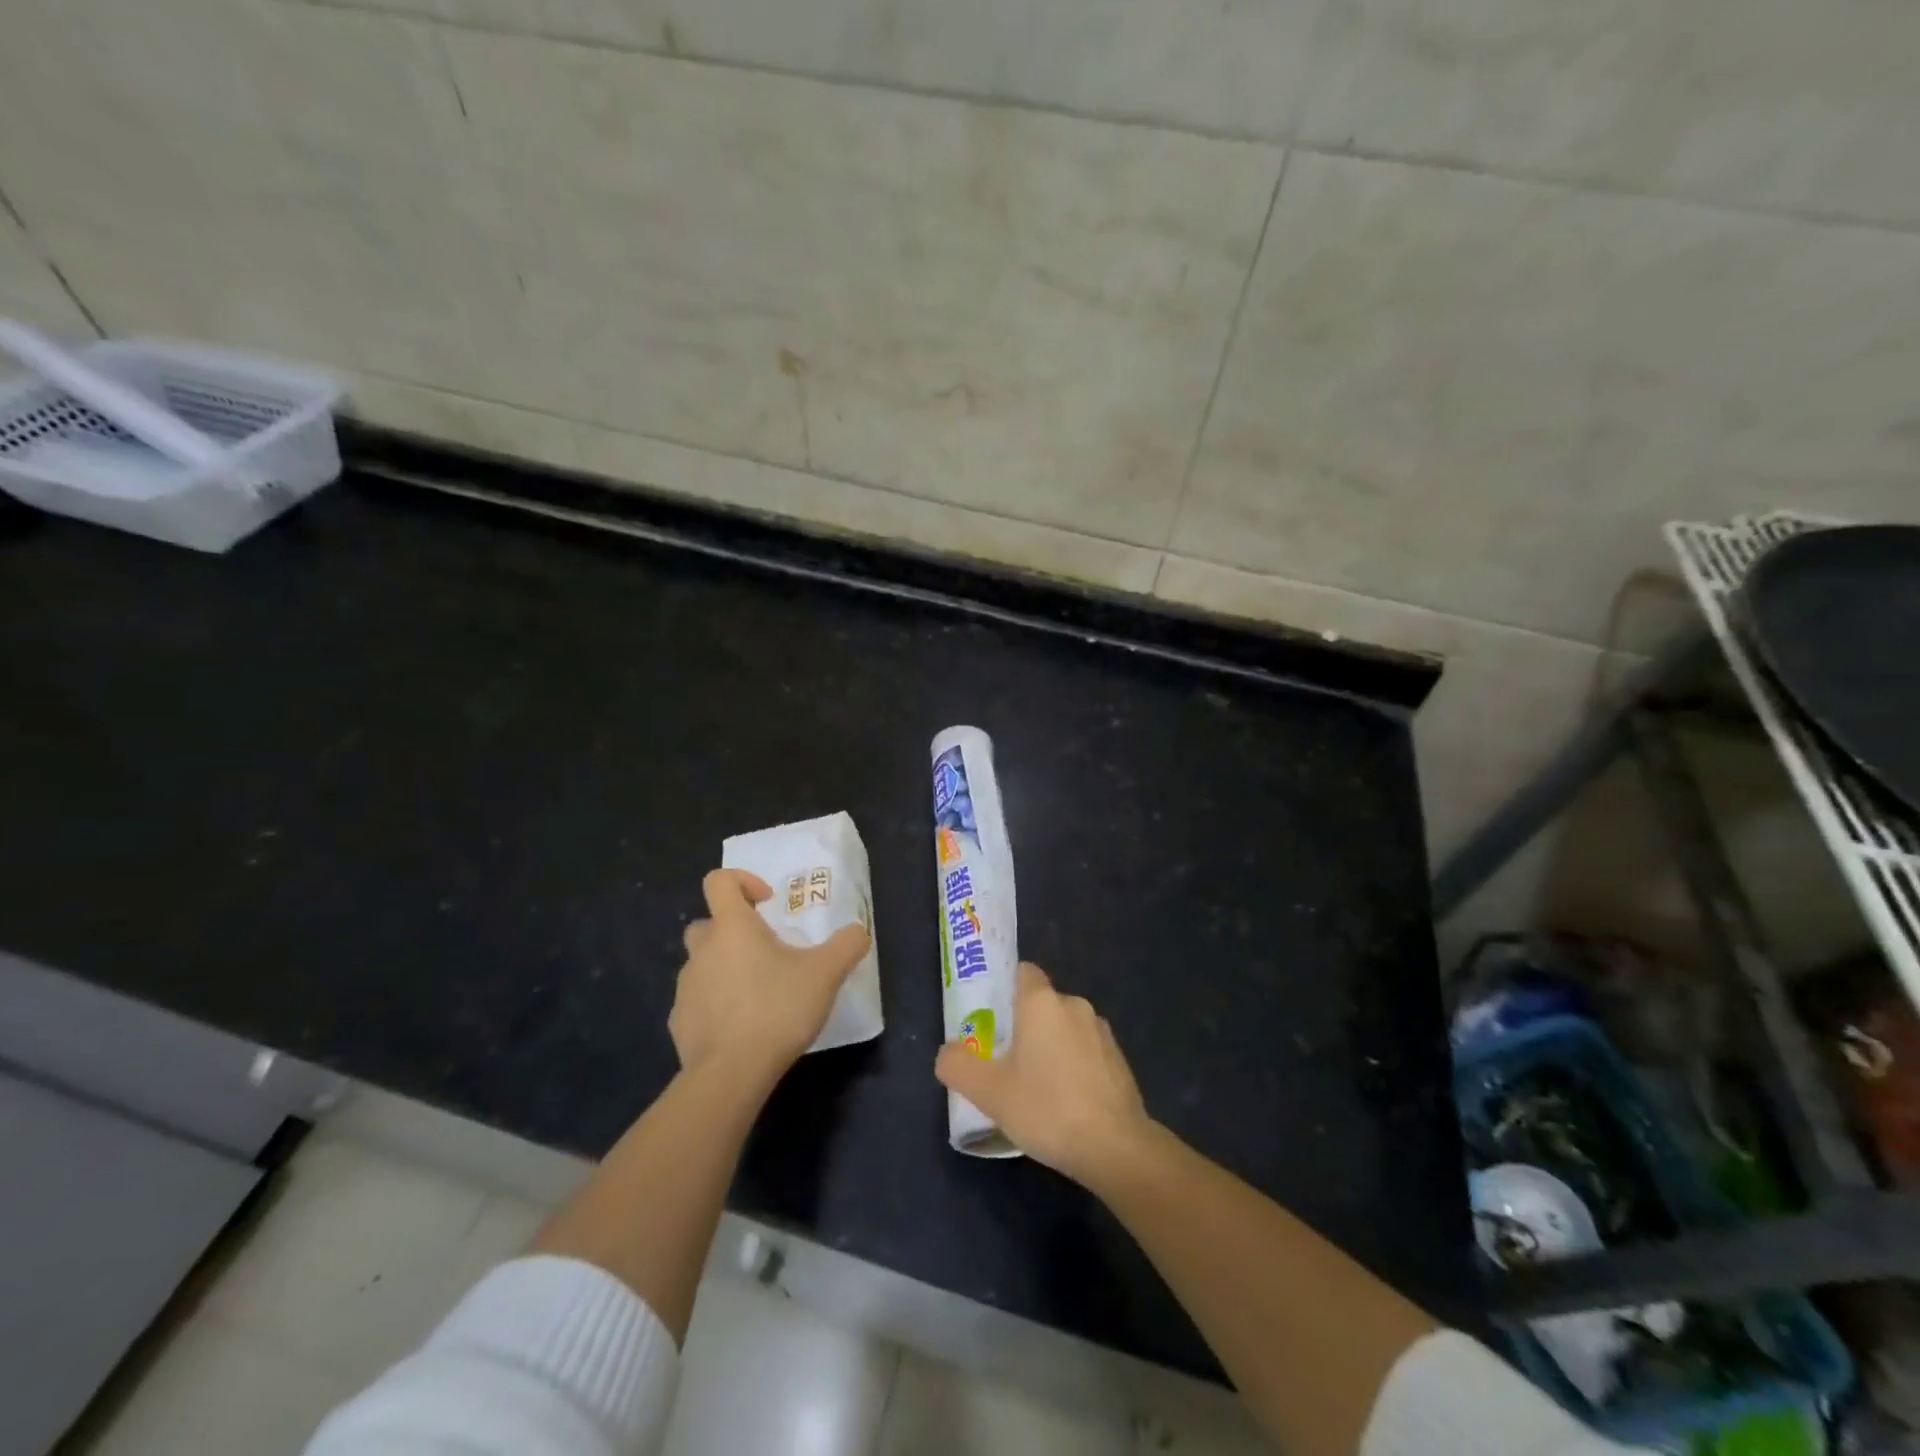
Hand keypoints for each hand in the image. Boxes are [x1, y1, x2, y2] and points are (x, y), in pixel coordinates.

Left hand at [670, 869, 870, 1083]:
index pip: (719, 881)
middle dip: (733, 930)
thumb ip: (847, 945)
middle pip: (707, 923)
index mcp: (732, 927)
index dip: (743, 881)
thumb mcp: (826, 973)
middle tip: (765, 951)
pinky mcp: (679, 1022)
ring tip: (758, 994)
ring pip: (702, 964)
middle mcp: (702, 950)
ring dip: (725, 969)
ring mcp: (686, 987)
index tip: (768, 903)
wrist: (730, 1074)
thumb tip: (858, 932)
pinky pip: (698, 1002)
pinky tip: (741, 1028)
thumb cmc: (777, 1009)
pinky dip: (716, 1005)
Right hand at [935, 962, 1152, 1186]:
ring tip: (1034, 1087)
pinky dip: (1073, 1066)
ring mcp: (1101, 1032)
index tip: (990, 1018)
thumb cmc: (1047, 1109)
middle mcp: (1074, 1005)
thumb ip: (958, 1066)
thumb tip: (948, 1053)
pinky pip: (1085, 1051)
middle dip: (1023, 1026)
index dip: (1004, 989)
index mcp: (1042, 1002)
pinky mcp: (1119, 1059)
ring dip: (1050, 1047)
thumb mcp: (989, 1092)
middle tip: (1003, 1061)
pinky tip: (1065, 1102)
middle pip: (1041, 1004)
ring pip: (1064, 1029)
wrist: (1116, 1147)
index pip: (1022, 972)